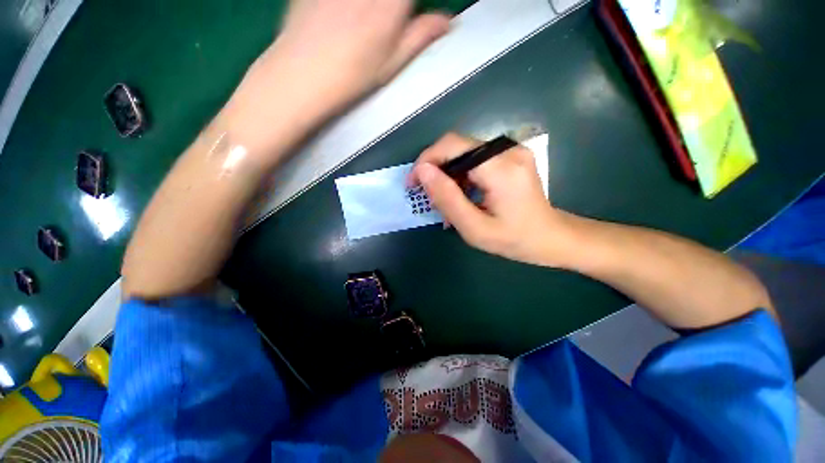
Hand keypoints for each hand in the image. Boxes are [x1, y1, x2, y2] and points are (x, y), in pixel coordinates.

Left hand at [221, 0, 450, 166]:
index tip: (406, 16)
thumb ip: (420, 36)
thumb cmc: (352, 76)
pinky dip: (342, 6)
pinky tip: (340, 17)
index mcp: (390, 3)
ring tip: (364, 24)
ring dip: (370, 8)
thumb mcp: (392, 64)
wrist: (300, 75)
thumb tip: (447, 21)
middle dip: (392, 8)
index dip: (408, 5)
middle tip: (388, 21)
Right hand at [408, 133, 573, 266]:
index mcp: (501, 169)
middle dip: (435, 169)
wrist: (550, 237)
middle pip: (457, 146)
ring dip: (448, 174)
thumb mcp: (474, 228)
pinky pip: (475, 159)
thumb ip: (447, 198)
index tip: (413, 183)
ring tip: (445, 202)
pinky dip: (461, 175)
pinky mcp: (510, 156)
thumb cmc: (513, 239)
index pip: (452, 146)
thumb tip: (422, 171)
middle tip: (428, 196)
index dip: (426, 160)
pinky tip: (462, 195)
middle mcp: (508, 151)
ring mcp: (512, 151)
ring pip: (464, 153)